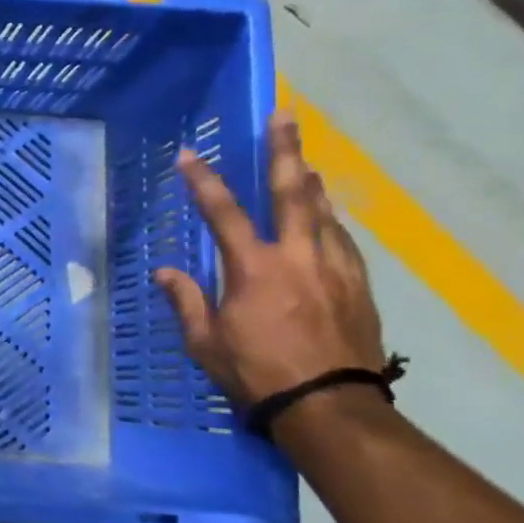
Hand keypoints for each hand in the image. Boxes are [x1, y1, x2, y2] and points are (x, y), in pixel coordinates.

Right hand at [152, 112, 385, 406]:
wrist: (331, 407)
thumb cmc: (257, 374)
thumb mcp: (206, 342)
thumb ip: (186, 300)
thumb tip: (165, 271)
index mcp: (254, 268)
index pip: (223, 212)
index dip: (202, 181)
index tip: (187, 154)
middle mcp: (298, 256)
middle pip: (292, 191)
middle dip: (285, 149)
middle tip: (285, 115)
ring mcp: (334, 268)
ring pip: (324, 212)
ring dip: (311, 184)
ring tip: (305, 163)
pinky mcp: (358, 286)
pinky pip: (342, 241)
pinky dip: (330, 222)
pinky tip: (327, 219)